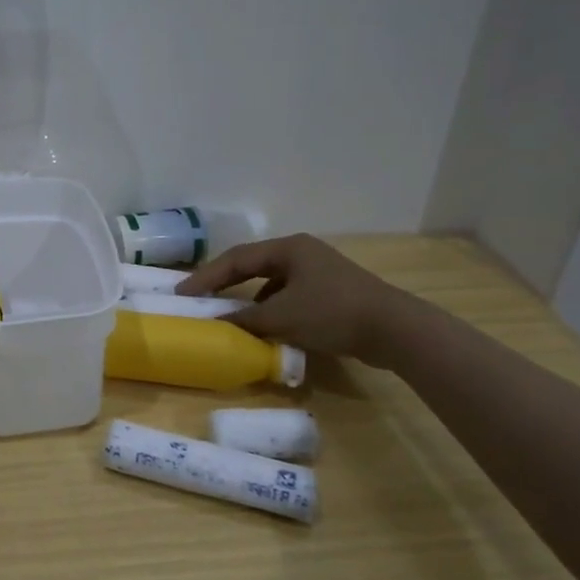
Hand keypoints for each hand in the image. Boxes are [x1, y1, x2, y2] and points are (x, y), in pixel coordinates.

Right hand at [178, 234, 412, 366]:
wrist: (396, 330)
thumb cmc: (333, 313)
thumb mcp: (282, 317)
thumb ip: (245, 319)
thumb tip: (216, 324)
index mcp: (288, 248)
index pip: (235, 259)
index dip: (206, 276)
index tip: (182, 293)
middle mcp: (302, 253)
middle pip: (252, 265)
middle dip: (225, 282)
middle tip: (199, 297)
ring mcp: (319, 271)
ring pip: (272, 281)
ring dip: (248, 297)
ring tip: (228, 314)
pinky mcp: (332, 292)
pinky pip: (289, 294)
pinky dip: (271, 307)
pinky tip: (266, 325)